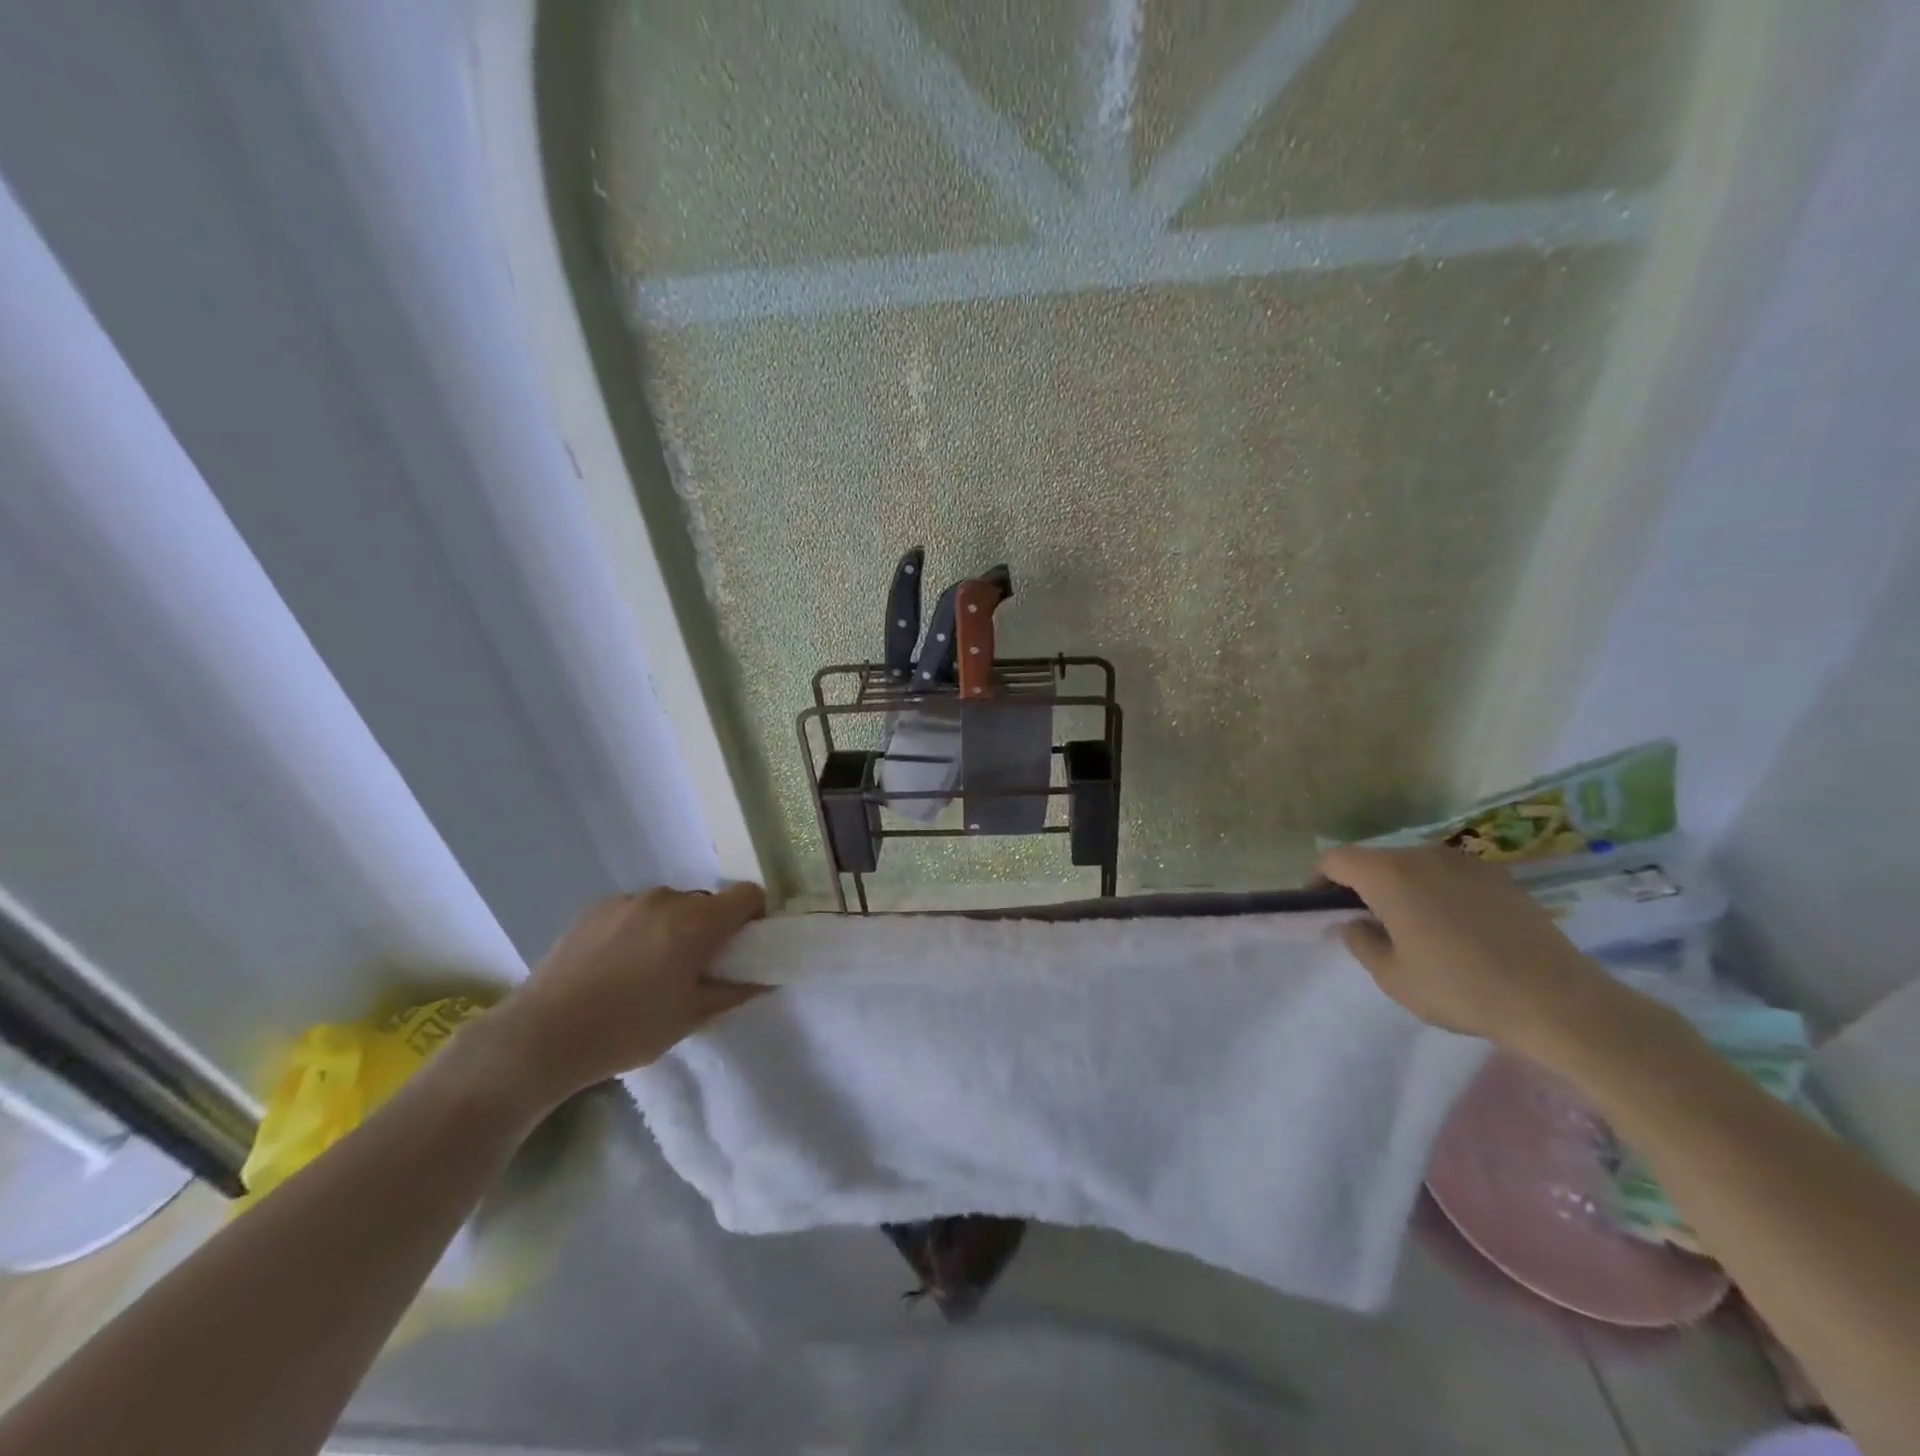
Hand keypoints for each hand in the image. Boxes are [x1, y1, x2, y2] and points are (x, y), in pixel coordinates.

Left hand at [485, 884, 767, 1104]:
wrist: (542, 1036)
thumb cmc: (628, 1029)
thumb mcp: (691, 1017)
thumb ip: (736, 991)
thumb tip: (767, 977)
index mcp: (697, 922)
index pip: (748, 894)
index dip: (754, 916)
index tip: (744, 946)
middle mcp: (666, 899)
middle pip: (707, 901)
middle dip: (711, 927)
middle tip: (695, 968)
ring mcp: (627, 900)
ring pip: (669, 906)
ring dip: (673, 927)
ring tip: (649, 969)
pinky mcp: (595, 908)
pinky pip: (635, 910)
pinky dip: (640, 929)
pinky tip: (616, 966)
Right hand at [1316, 844, 1630, 1055]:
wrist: (1559, 1002)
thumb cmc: (1461, 988)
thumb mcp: (1393, 977)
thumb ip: (1361, 942)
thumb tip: (1354, 922)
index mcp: (1390, 874)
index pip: (1337, 859)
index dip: (1319, 879)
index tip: (1318, 906)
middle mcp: (1424, 855)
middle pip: (1376, 859)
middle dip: (1360, 885)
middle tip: (1363, 922)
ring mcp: (1466, 862)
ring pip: (1413, 866)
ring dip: (1400, 887)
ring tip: (1410, 926)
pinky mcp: (1499, 877)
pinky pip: (1448, 875)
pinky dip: (1435, 892)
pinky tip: (1452, 928)